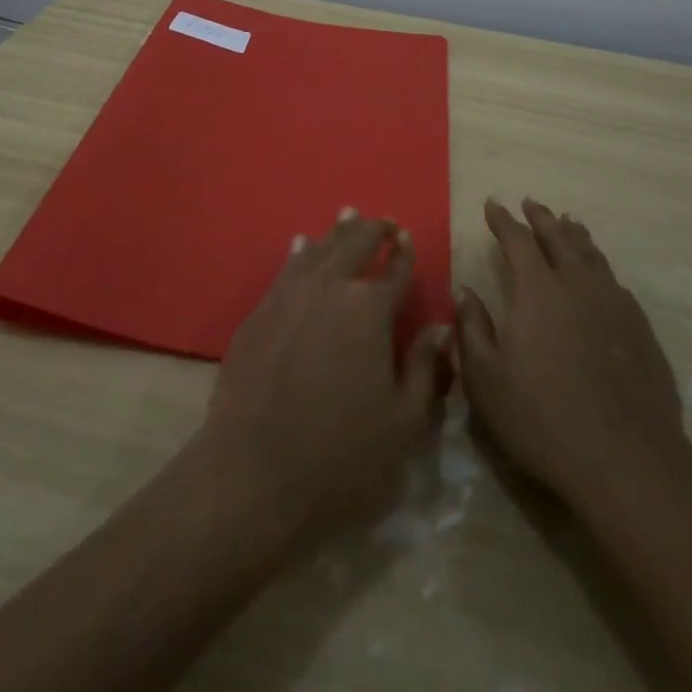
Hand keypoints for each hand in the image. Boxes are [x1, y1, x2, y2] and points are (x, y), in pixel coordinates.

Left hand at [193, 211, 450, 551]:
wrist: (253, 476)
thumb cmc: (341, 457)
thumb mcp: (404, 423)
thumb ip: (426, 368)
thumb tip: (439, 327)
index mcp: (369, 310)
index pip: (394, 270)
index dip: (404, 252)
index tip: (408, 238)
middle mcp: (329, 289)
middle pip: (354, 246)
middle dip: (373, 230)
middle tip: (384, 221)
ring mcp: (288, 297)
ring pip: (317, 250)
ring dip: (337, 232)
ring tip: (349, 215)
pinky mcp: (258, 314)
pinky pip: (284, 270)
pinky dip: (298, 252)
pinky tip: (301, 244)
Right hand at [458, 199, 686, 512]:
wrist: (627, 461)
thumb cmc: (543, 419)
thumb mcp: (486, 379)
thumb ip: (472, 328)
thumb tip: (465, 291)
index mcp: (538, 290)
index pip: (517, 240)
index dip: (503, 220)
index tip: (492, 204)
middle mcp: (579, 285)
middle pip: (559, 237)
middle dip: (541, 218)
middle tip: (531, 203)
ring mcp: (615, 305)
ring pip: (592, 256)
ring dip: (575, 236)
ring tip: (568, 223)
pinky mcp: (641, 330)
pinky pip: (615, 283)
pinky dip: (600, 268)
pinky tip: (599, 277)